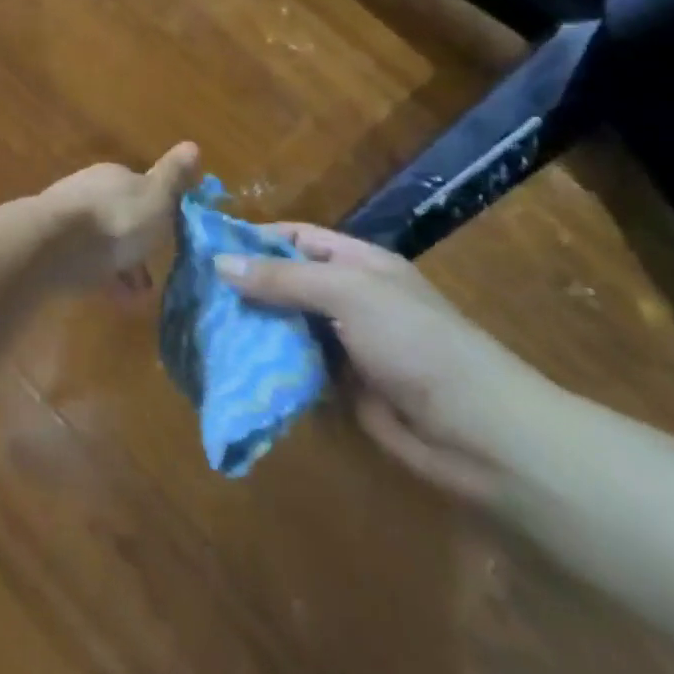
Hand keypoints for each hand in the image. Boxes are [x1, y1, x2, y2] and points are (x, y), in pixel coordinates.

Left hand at [38, 143, 201, 293]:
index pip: (140, 187)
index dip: (159, 212)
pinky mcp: (53, 247)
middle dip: (139, 244)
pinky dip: (103, 278)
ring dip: (123, 265)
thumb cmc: (115, 220)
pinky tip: (117, 299)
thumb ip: (173, 176)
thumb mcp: (156, 197)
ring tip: (139, 294)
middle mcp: (88, 190)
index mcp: (113, 175)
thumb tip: (193, 145)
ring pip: (103, 242)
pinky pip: (86, 262)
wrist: (54, 246)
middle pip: (120, 217)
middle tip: (157, 273)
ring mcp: (68, 218)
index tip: (174, 235)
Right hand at [215, 227, 561, 501]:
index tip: (204, 247)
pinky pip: (295, 368)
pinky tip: (231, 367)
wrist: (482, 436)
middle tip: (190, 292)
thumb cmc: (416, 343)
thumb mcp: (347, 294)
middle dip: (243, 286)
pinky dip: (268, 367)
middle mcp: (349, 298)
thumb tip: (219, 262)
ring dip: (251, 329)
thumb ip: (282, 278)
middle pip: (285, 282)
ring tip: (200, 328)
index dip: (252, 238)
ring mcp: (345, 344)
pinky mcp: (341, 388)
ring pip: (286, 327)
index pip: (294, 237)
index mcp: (357, 263)